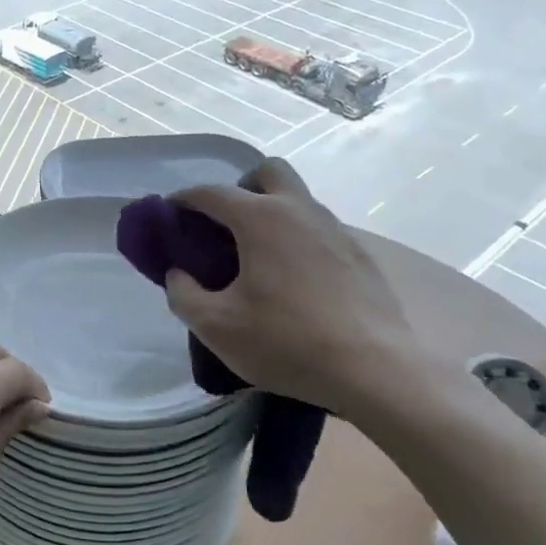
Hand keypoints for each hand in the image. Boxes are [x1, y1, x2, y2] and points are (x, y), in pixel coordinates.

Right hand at [163, 159, 431, 428]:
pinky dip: (298, 240)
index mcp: (261, 218)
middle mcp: (300, 211)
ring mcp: (336, 230)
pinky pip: (319, 230)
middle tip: (225, 224)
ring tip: (256, 258)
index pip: (212, 192)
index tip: (169, 214)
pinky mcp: (360, 256)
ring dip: (272, 213)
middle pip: (268, 172)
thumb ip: (183, 294)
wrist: (376, 372)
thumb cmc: (287, 342)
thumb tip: (178, 274)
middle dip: (241, 187)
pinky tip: (293, 281)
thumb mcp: (216, 326)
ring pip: (298, 200)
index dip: (184, 200)